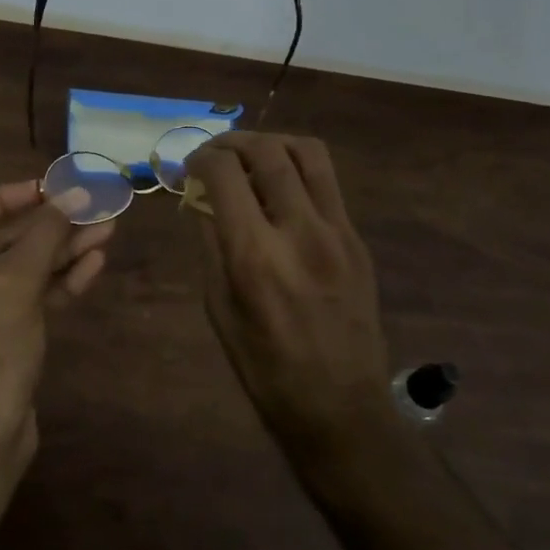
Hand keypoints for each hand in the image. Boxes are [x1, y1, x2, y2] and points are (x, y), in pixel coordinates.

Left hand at [0, 179, 113, 463]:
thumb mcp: (15, 281)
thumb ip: (45, 233)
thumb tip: (76, 193)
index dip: (8, 196)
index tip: (49, 189)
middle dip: (47, 225)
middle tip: (90, 207)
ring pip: (17, 268)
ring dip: (60, 251)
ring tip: (106, 230)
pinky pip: (25, 296)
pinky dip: (56, 282)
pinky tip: (93, 265)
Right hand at [185, 132, 389, 457]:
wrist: (340, 407)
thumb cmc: (264, 368)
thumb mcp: (219, 308)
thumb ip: (212, 244)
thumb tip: (204, 197)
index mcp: (254, 256)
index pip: (224, 174)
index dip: (201, 158)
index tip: (191, 165)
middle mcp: (299, 232)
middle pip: (267, 151)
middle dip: (233, 141)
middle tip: (216, 153)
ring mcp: (337, 232)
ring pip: (308, 153)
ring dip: (273, 142)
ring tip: (253, 156)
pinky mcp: (358, 239)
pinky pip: (327, 182)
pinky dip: (298, 169)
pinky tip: (282, 188)